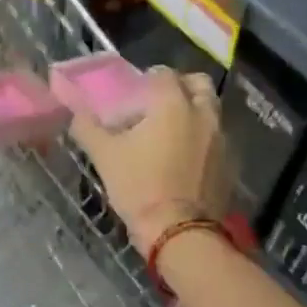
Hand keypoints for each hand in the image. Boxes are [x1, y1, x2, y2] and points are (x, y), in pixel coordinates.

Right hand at [69, 67, 229, 252]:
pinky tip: (185, 158)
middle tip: (160, 104)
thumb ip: (87, 127)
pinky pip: (217, 139)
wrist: (180, 232)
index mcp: (173, 103)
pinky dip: (203, 139)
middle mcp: (202, 113)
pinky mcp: (229, 163)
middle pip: (198, 84)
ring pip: (210, 111)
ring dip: (194, 112)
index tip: (136, 94)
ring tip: (172, 132)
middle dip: (181, 87)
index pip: (164, 73)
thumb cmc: (140, 186)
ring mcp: (221, 139)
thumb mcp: (105, 155)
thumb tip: (76, 113)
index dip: (149, 79)